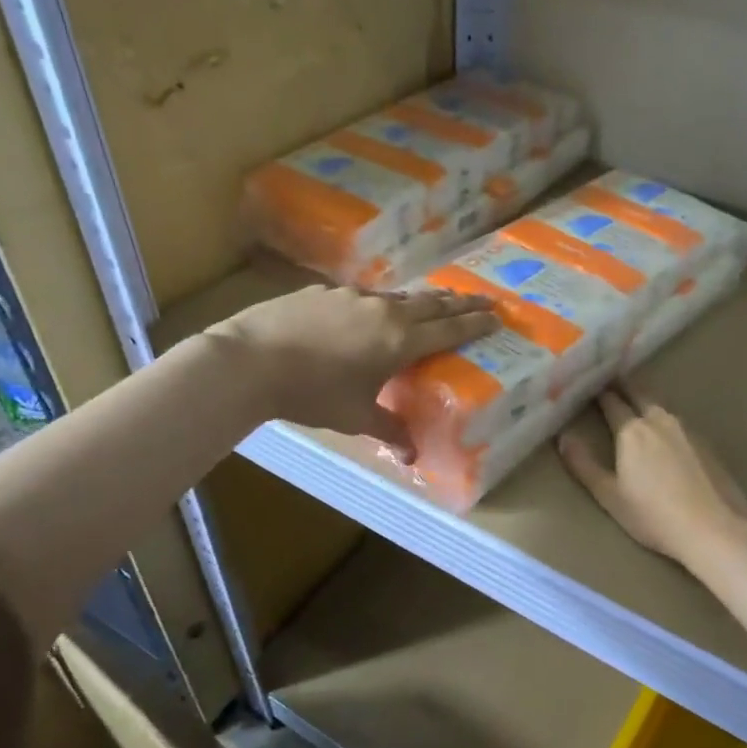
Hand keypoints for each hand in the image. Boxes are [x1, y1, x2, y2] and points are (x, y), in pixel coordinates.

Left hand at [210, 285, 495, 455]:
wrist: (249, 361)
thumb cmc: (311, 393)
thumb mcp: (354, 417)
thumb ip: (389, 431)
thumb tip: (412, 456)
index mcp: (399, 340)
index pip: (449, 330)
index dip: (475, 323)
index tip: (497, 316)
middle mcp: (383, 311)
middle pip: (431, 304)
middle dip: (460, 303)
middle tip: (484, 299)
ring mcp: (352, 296)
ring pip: (397, 296)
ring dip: (420, 301)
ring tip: (432, 304)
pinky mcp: (323, 291)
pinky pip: (362, 296)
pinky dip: (379, 304)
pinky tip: (368, 313)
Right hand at [558, 384, 746, 566]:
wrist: (712, 528)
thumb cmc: (653, 515)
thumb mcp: (609, 495)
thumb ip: (583, 465)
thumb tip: (563, 437)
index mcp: (631, 430)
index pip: (611, 402)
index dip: (599, 392)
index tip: (590, 383)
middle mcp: (659, 421)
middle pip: (639, 394)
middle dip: (624, 386)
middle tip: (612, 380)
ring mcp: (686, 430)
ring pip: (660, 407)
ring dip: (646, 401)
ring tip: (636, 402)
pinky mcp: (706, 443)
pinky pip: (678, 422)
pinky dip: (665, 420)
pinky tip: (665, 433)